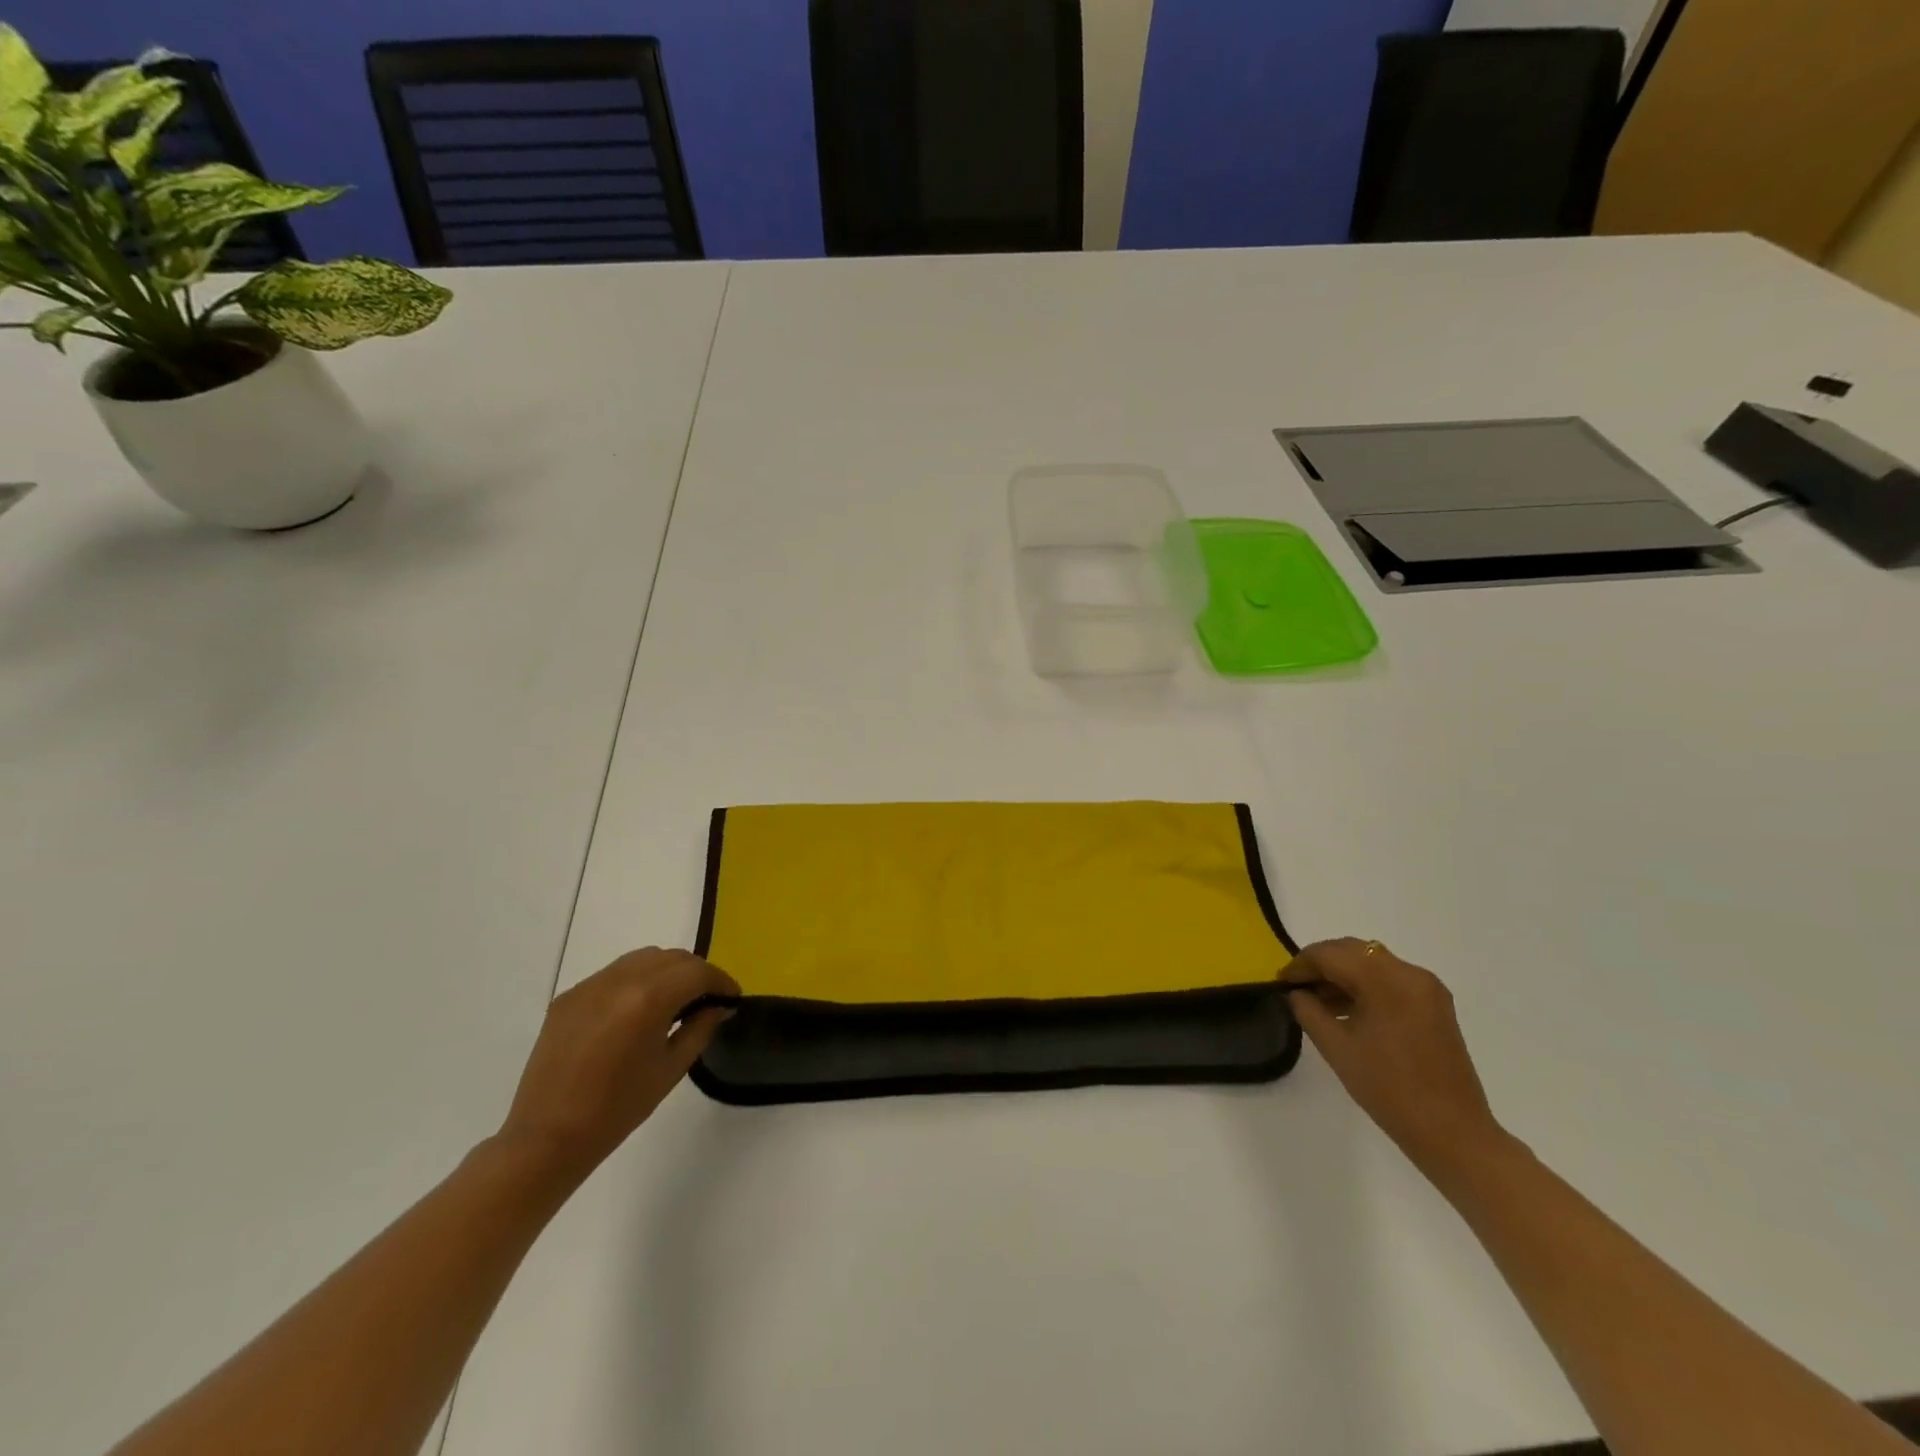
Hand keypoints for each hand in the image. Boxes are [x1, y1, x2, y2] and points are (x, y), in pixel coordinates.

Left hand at [497, 947, 738, 1181]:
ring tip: (674, 1000)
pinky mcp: (569, 996)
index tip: (732, 998)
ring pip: (642, 958)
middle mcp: (618, 981)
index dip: (721, 981)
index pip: (697, 972)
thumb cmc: (617, 1110)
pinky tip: (637, 1010)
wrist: (547, 1138)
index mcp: (647, 1000)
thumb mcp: (670, 1070)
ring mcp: (589, 986)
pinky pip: (614, 973)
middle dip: (696, 973)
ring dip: (667, 971)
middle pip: (671, 957)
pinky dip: (636, 980)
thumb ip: (699, 1028)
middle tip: (708, 999)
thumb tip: (718, 1007)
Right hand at [1284, 938, 1507, 1172]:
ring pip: (1372, 963)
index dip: (1300, 965)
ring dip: (1343, 974)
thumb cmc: (1388, 1088)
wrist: (1451, 1132)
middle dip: (1321, 964)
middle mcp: (1410, 973)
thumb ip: (1308, 1011)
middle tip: (1296, 988)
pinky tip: (1348, 1009)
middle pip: (1353, 951)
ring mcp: (1427, 988)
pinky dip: (1365, 985)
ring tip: (1318, 1001)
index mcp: (1386, 980)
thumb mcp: (1337, 1047)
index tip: (1280, 982)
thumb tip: (1295, 993)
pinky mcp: (1435, 1004)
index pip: (1330, 954)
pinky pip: (1390, 979)